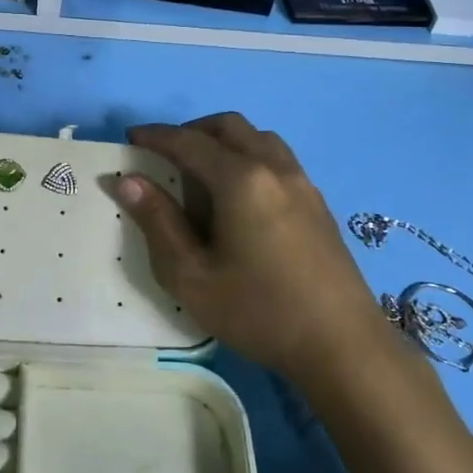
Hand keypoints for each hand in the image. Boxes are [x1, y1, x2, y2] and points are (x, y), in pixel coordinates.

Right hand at [111, 113, 382, 391]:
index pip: (189, 142)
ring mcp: (303, 184)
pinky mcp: (318, 204)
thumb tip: (128, 181)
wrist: (343, 346)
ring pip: (259, 138)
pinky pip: (278, 159)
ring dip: (225, 142)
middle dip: (192, 132)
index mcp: (241, 179)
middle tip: (165, 156)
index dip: (156, 137)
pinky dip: (249, 158)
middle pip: (229, 127)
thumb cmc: (258, 311)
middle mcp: (274, 168)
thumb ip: (158, 222)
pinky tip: (240, 199)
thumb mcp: (191, 276)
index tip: (131, 138)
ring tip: (202, 175)